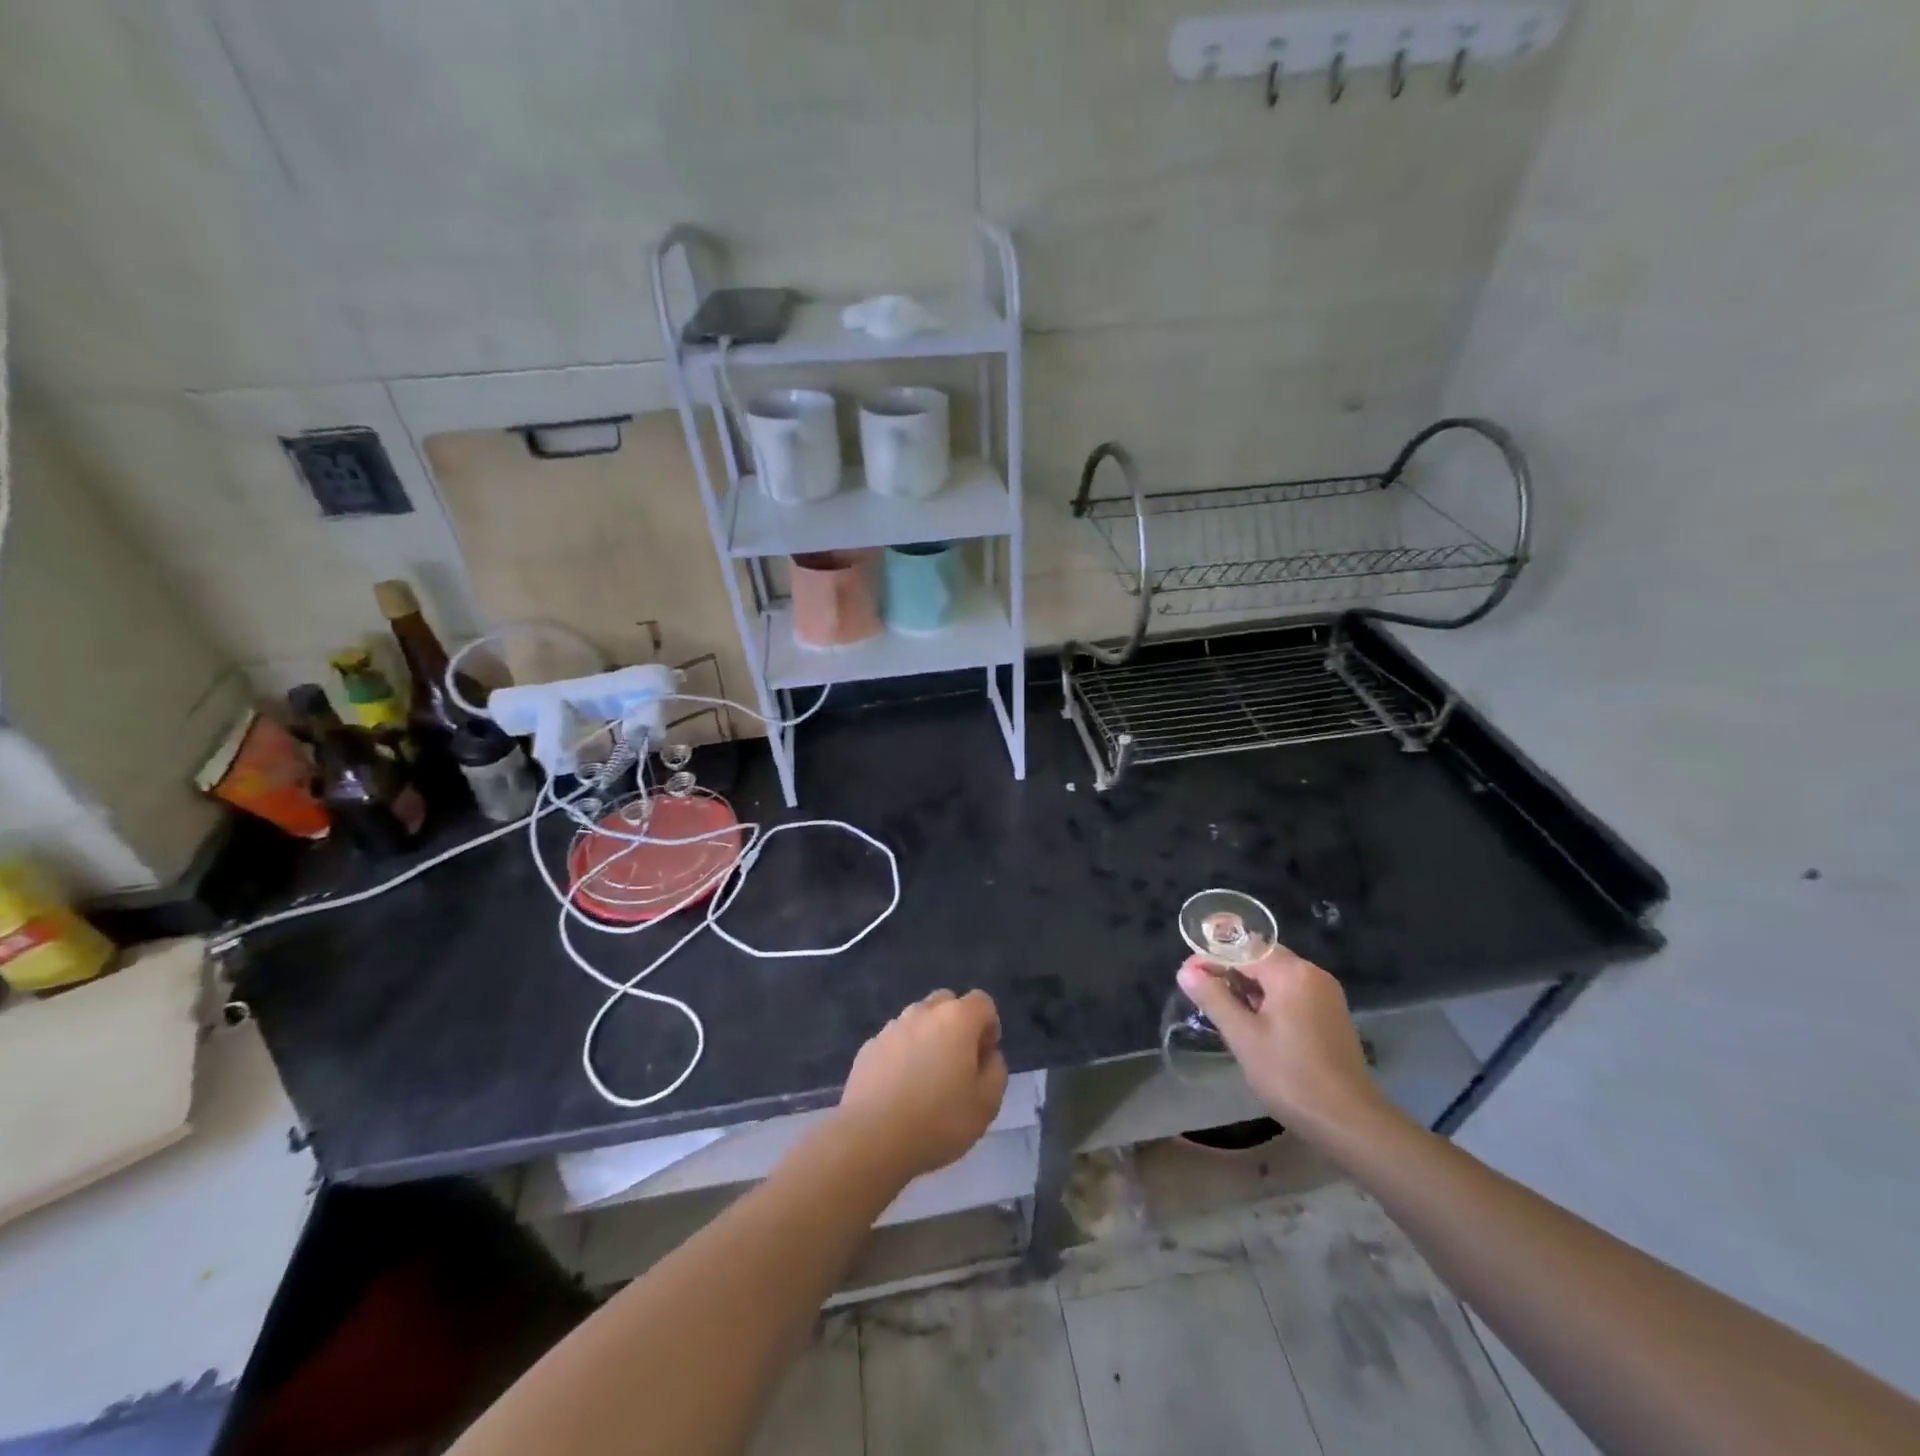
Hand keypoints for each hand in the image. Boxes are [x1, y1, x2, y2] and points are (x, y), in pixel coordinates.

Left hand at [836, 989, 1008, 1181]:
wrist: (872, 1138)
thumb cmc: (938, 1121)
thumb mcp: (987, 1104)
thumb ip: (996, 1071)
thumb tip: (987, 1056)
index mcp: (956, 1019)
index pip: (982, 1002)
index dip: (989, 1027)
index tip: (984, 1059)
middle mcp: (923, 1012)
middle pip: (947, 1003)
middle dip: (957, 1025)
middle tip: (958, 1064)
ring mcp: (892, 1027)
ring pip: (918, 1020)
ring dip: (928, 1038)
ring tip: (926, 1079)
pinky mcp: (868, 1046)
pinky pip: (895, 1040)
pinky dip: (902, 1054)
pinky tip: (900, 1089)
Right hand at [1177, 945, 1392, 1137]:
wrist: (1350, 1122)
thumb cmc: (1290, 1075)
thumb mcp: (1243, 1036)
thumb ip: (1214, 998)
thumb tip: (1186, 971)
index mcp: (1292, 973)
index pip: (1243, 949)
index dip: (1212, 960)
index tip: (1188, 977)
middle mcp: (1313, 974)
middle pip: (1262, 961)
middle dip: (1230, 974)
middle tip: (1203, 997)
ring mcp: (1327, 995)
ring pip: (1277, 979)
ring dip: (1249, 990)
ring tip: (1224, 1013)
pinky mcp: (1332, 1016)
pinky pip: (1293, 995)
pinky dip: (1270, 1002)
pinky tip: (1255, 1025)